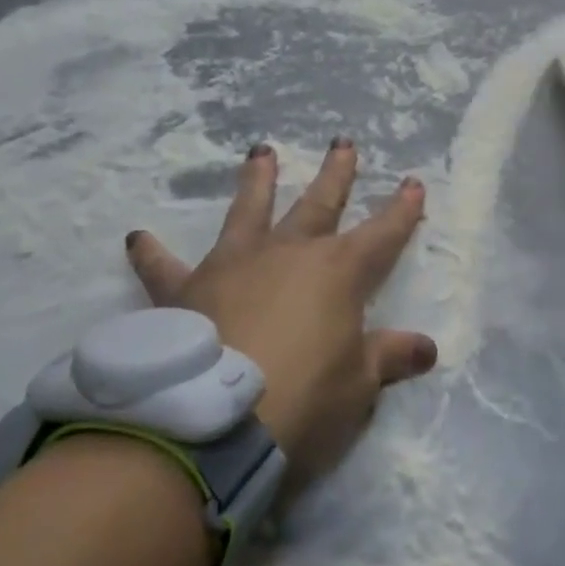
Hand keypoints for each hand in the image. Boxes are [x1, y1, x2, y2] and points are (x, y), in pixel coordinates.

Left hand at [123, 138, 435, 485]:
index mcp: (339, 272)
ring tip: (260, 151)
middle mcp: (288, 253)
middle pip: (319, 204)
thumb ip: (389, 357)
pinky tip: (137, 238)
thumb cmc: (302, 399)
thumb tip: (427, 349)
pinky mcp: (186, 291)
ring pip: (249, 212)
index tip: (414, 184)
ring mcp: (235, 265)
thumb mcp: (358, 385)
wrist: (212, 422)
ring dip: (257, 182)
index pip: (383, 233)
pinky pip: (165, 268)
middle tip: (343, 143)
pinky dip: (152, 254)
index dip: (402, 210)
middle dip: (336, 175)